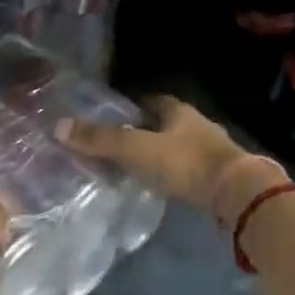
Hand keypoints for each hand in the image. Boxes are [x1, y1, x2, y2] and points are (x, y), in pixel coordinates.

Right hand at [57, 97, 283, 222]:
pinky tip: (160, 185)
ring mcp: (211, 151)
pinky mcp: (218, 176)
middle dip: (144, 131)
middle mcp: (196, 124)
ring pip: (177, 147)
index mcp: (177, 110)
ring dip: (159, 154)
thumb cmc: (184, 163)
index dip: (131, 107)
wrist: (236, 193)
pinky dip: (172, 174)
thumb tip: (58, 126)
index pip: (151, 100)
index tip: (113, 117)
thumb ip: (99, 140)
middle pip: (165, 124)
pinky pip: (188, 169)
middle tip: (118, 144)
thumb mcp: (135, 149)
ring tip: (135, 167)